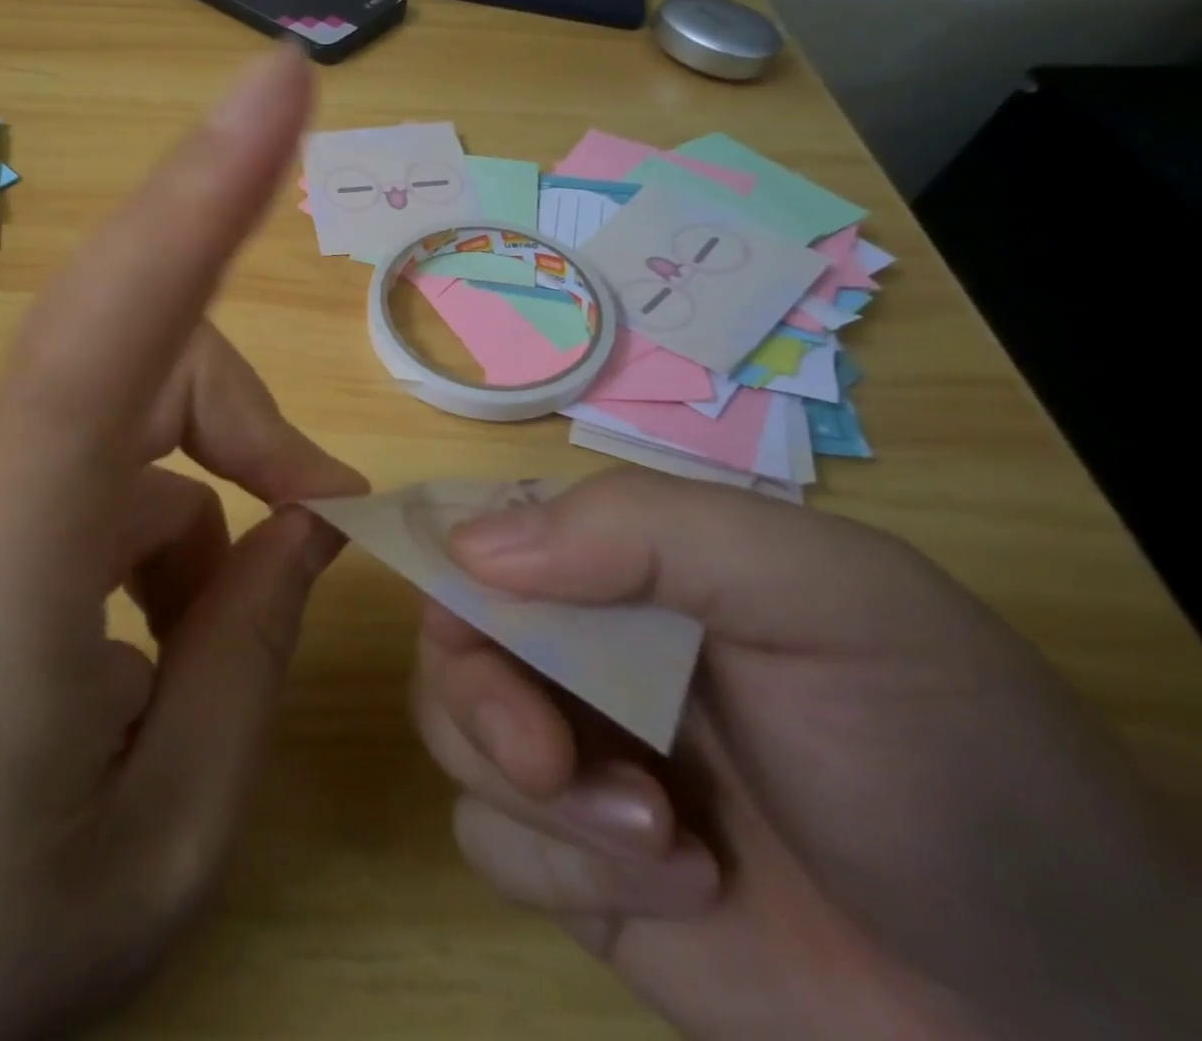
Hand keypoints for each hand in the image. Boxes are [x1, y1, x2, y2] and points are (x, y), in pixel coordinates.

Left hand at [0, 45, 366, 1040]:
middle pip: (150, 358)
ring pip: (145, 429)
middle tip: (331, 524)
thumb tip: (310, 526)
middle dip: (260, 421)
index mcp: (18, 562)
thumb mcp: (166, 837)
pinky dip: (178, 538)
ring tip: (229, 637)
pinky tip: (168, 641)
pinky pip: (113, 479)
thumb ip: (250, 658)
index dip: (199, 195)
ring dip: (224, 508)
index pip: (108, 332)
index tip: (277, 90)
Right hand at [414, 469, 1201, 1039]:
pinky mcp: (572, 862)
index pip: (486, 531)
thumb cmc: (945, 762)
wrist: (1073, 1032)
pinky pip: (485, 839)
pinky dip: (555, 867)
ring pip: (450, 734)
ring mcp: (573, 755)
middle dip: (482, 699)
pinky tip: (673, 891)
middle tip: (549, 756)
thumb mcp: (829, 599)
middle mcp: (583, 648)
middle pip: (450, 639)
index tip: (475, 622)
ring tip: (660, 840)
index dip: (454, 568)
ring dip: (532, 796)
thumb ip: (650, 533)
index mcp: (627, 567)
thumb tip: (470, 548)